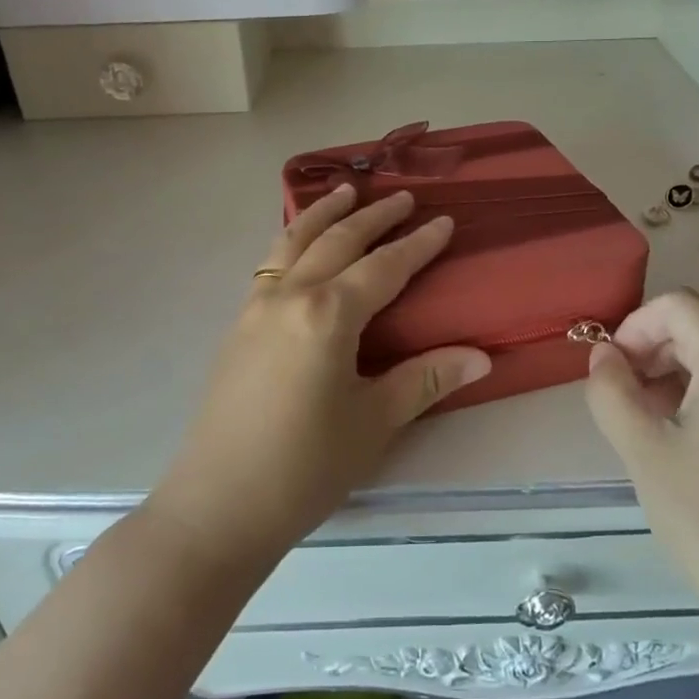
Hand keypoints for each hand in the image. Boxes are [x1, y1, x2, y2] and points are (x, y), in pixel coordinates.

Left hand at [148, 184, 491, 570]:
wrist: (218, 505)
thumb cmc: (305, 467)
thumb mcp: (374, 423)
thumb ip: (425, 380)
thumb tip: (481, 356)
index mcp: (327, 314)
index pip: (383, 267)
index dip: (417, 244)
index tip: (443, 220)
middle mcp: (289, 296)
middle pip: (337, 241)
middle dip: (373, 215)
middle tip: (402, 196)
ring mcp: (255, 308)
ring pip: (292, 242)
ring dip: (323, 214)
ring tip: (344, 192)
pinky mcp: (237, 326)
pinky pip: (270, 263)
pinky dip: (292, 239)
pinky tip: (299, 246)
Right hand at [585, 290, 698, 686]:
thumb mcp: (641, 448)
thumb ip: (610, 389)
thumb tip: (605, 356)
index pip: (679, 306)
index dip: (635, 326)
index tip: (613, 371)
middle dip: (653, 354)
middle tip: (625, 402)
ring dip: (677, 379)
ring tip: (652, 429)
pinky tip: (691, 449)